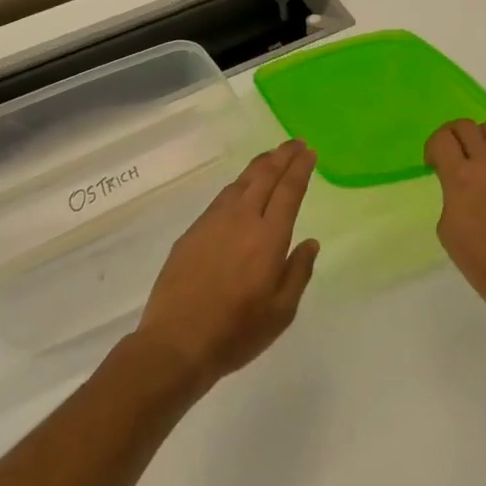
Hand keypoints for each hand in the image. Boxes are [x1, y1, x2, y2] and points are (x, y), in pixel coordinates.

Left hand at [136, 140, 319, 389]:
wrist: (176, 342)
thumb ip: (298, 272)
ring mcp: (213, 223)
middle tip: (295, 143)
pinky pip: (221, 198)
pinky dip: (238, 185)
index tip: (309, 152)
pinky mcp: (192, 232)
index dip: (300, 168)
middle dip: (282, 156)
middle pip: (264, 176)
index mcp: (269, 237)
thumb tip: (309, 242)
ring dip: (259, 166)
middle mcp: (242, 220)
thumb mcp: (281, 312)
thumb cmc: (237, 332)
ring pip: (240, 183)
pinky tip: (241, 189)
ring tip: (271, 158)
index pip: (289, 190)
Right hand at [425, 120, 485, 340]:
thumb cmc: (480, 261)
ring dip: (482, 136)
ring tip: (482, 154)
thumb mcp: (446, 228)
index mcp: (460, 177)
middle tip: (453, 154)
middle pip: (465, 127)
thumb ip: (450, 195)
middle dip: (453, 136)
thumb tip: (460, 184)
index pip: (441, 139)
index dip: (433, 147)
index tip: (434, 162)